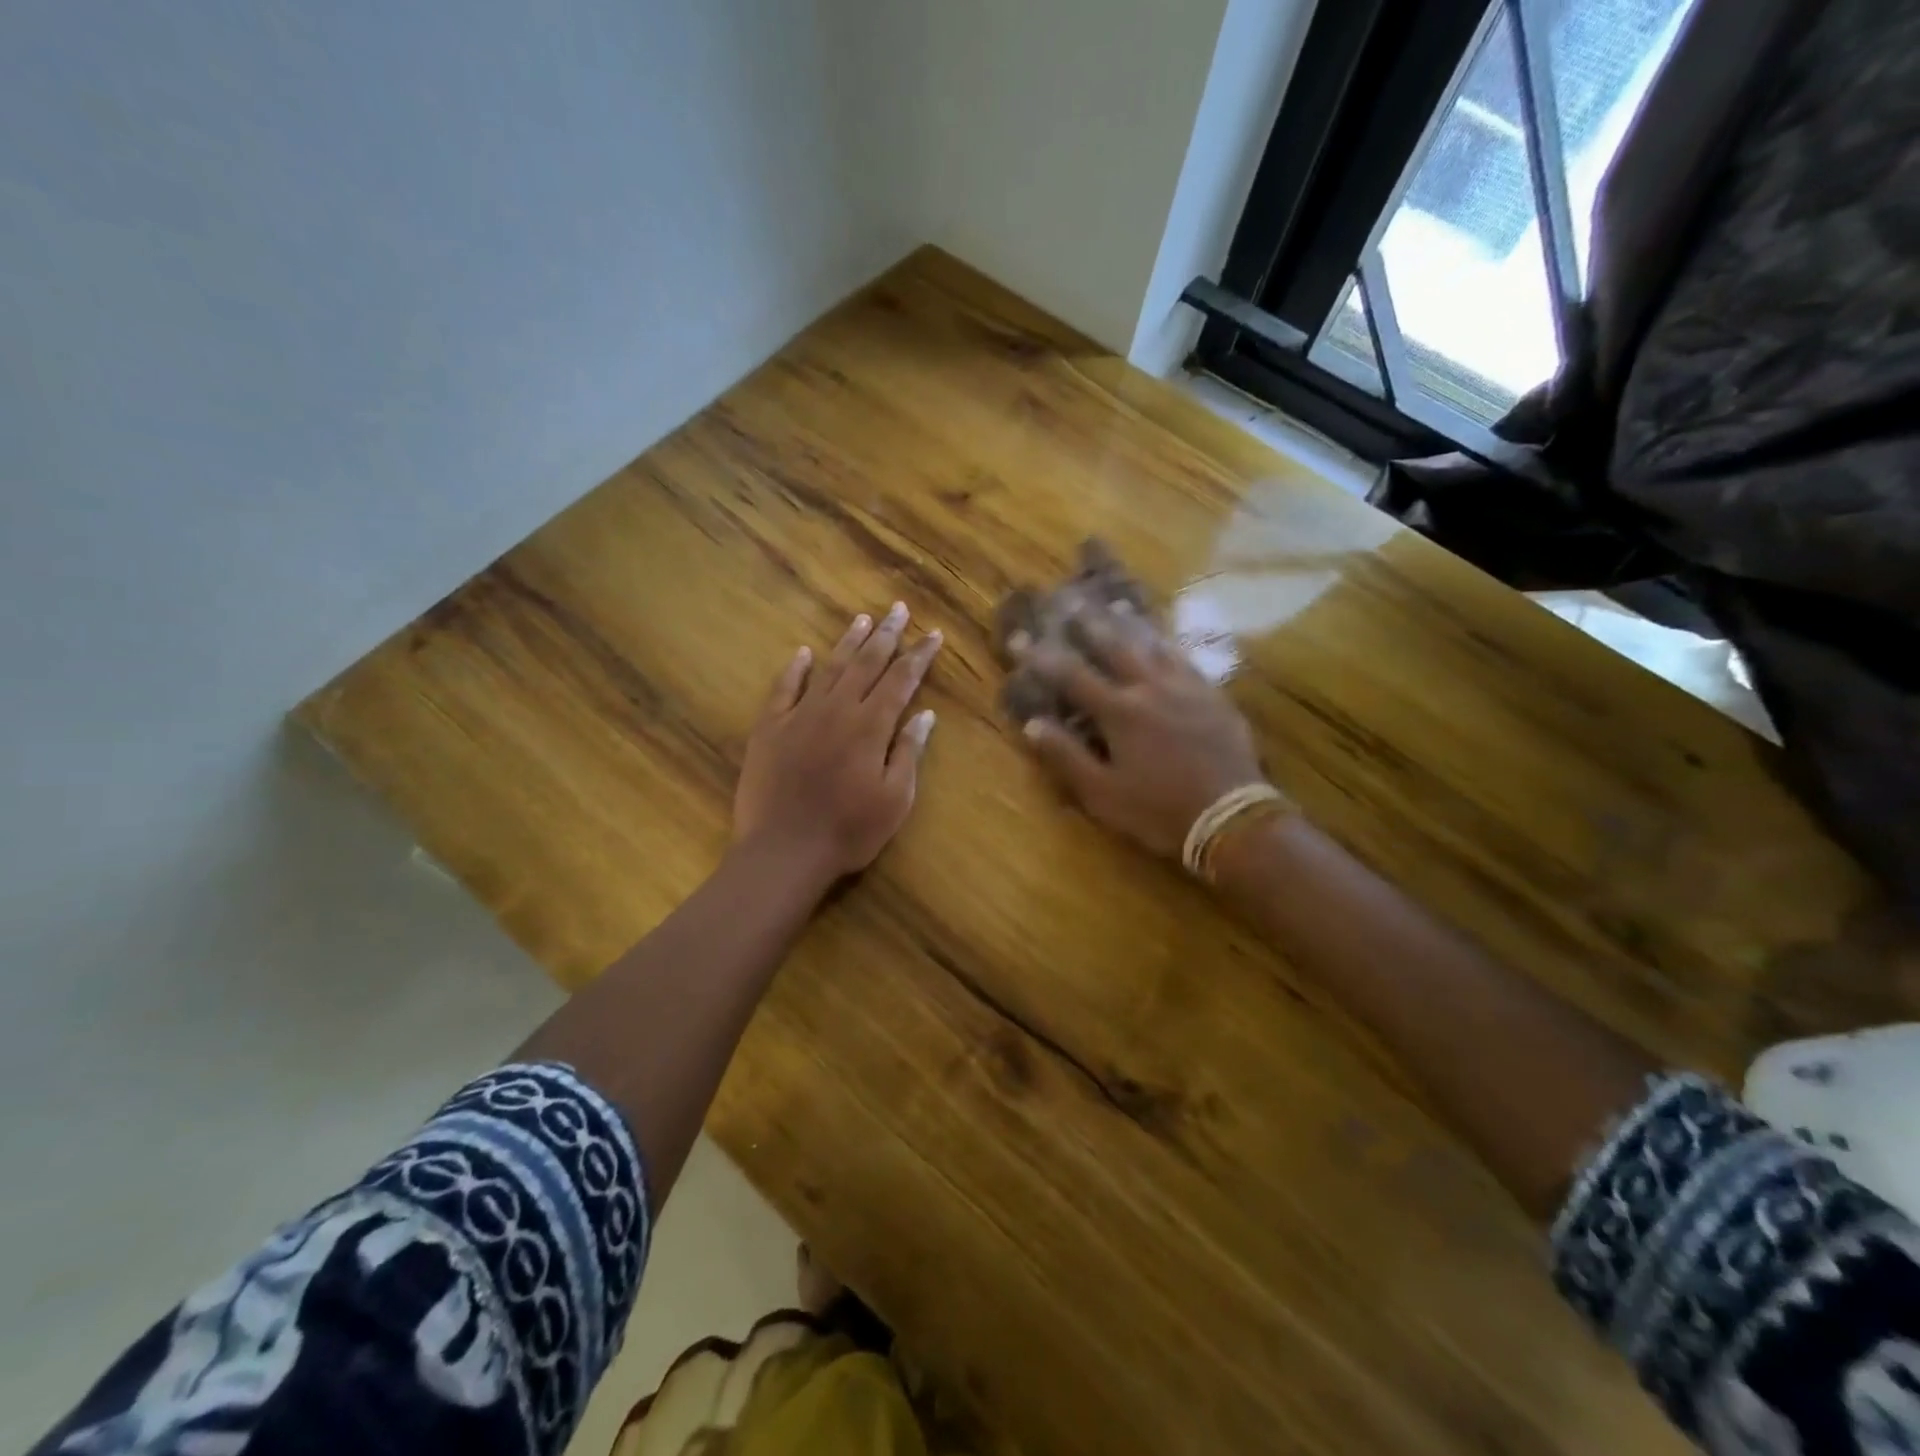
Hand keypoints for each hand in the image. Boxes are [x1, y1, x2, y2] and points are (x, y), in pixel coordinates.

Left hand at [733, 602, 941, 886]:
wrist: (784, 850)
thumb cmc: (848, 831)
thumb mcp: (895, 799)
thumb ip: (909, 752)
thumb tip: (925, 714)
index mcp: (870, 726)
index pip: (901, 680)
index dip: (919, 655)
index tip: (932, 635)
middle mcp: (837, 709)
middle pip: (866, 663)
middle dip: (886, 635)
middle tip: (898, 609)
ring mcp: (800, 715)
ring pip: (829, 668)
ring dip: (847, 642)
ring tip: (862, 619)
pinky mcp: (769, 728)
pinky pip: (784, 689)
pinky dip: (794, 669)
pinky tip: (803, 653)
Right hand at [1018, 605, 1264, 858]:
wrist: (1231, 816)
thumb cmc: (1159, 810)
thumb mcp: (1103, 793)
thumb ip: (1067, 756)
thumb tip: (1032, 724)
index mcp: (1119, 712)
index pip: (1072, 676)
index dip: (1042, 657)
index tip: (1020, 638)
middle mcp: (1150, 688)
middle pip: (1114, 646)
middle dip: (1088, 622)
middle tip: (1070, 599)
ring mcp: (1185, 687)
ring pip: (1152, 644)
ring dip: (1130, 623)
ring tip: (1115, 603)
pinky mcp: (1212, 695)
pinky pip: (1184, 657)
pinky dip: (1167, 642)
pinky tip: (1163, 638)